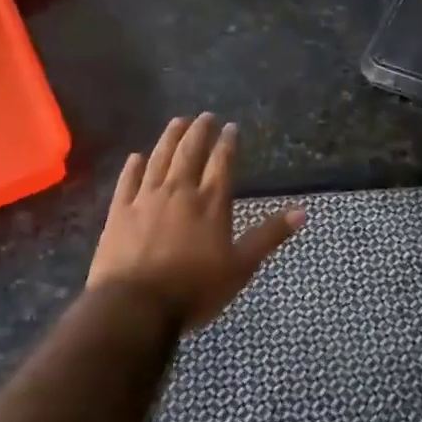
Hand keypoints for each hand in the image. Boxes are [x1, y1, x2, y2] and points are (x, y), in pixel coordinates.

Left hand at [87, 114, 305, 331]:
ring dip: (170, 138)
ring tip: (177, 122)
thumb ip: (268, 236)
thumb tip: (302, 212)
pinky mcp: (120, 212)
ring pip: (159, 159)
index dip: (227, 143)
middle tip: (204, 116)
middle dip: (199, 131)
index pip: (222, 163)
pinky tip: (136, 156)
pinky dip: (133, 166)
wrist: (135, 305)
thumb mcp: (241, 267)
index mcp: (211, 203)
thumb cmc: (194, 289)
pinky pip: (128, 181)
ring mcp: (146, 199)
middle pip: (190, 153)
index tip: (230, 127)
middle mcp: (180, 192)